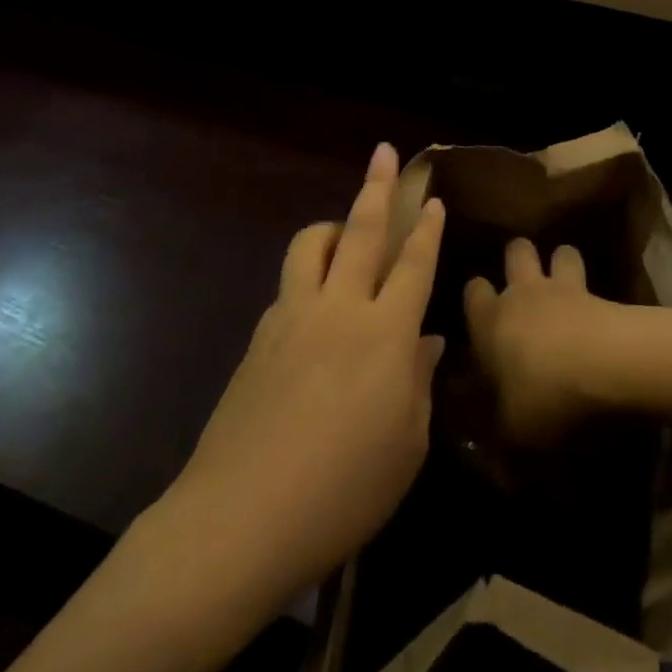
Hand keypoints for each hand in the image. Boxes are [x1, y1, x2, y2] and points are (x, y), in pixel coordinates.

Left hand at [174, 143, 445, 601]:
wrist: (240, 519)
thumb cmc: (342, 491)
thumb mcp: (405, 446)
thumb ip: (419, 383)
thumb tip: (426, 342)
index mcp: (385, 333)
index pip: (412, 264)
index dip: (425, 229)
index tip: (431, 198)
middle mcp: (339, 309)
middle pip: (360, 231)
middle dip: (376, 187)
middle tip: (382, 152)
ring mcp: (292, 317)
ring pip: (310, 245)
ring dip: (330, 225)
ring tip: (343, 229)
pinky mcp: (259, 337)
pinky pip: (289, 285)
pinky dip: (308, 275)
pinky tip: (316, 305)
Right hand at [464, 238, 617, 445]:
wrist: (604, 366)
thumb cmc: (544, 396)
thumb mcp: (512, 431)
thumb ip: (497, 430)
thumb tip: (490, 443)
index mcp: (489, 320)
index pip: (473, 291)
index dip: (477, 297)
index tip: (481, 314)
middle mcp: (522, 294)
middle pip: (516, 251)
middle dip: (518, 258)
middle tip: (524, 281)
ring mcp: (564, 288)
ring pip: (560, 252)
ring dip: (561, 264)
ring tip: (565, 284)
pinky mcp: (601, 294)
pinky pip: (594, 279)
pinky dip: (594, 292)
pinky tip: (599, 309)